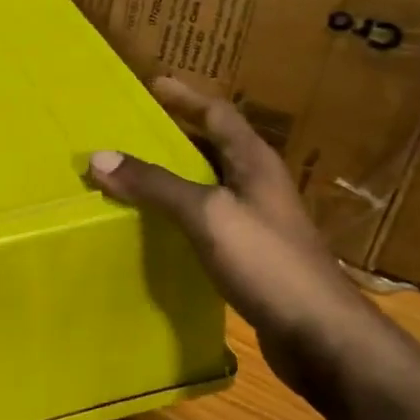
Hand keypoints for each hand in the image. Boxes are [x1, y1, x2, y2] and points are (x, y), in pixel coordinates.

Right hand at [89, 78, 382, 408]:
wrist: (320, 335)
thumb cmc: (267, 262)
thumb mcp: (207, 215)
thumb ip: (156, 185)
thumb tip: (100, 157)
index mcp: (254, 162)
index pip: (218, 114)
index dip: (186, 97)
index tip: (153, 83)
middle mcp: (258, 185)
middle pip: (214, 147)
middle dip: (176, 133)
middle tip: (133, 129)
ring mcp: (257, 222)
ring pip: (209, 185)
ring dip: (175, 175)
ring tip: (134, 173)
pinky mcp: (251, 255)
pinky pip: (207, 220)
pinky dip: (180, 213)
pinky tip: (156, 226)